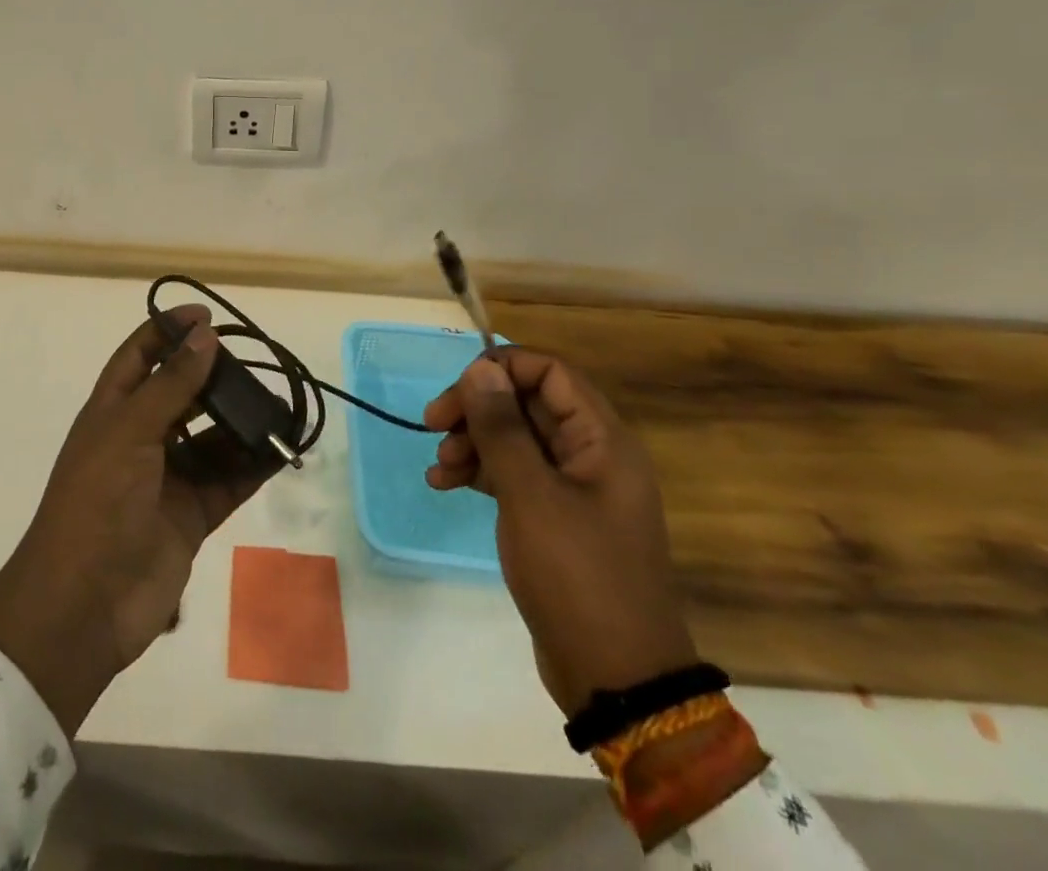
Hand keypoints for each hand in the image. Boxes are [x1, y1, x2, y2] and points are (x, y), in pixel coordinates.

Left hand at [0, 305, 272, 735]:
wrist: (83, 606)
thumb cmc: (97, 501)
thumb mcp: (130, 431)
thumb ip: (171, 384)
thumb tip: (204, 336)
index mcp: (112, 412)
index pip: (140, 356)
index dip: (168, 330)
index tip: (206, 315)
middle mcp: (140, 439)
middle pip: (181, 394)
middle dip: (214, 377)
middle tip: (254, 362)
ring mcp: (166, 479)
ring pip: (211, 439)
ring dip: (240, 422)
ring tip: (279, 404)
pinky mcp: (191, 516)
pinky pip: (228, 482)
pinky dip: (254, 466)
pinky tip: (282, 448)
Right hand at [424, 349, 696, 716]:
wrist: (615, 679)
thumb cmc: (577, 576)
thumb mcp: (530, 496)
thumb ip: (502, 428)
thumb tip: (480, 368)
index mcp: (602, 440)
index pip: (550, 372)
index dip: (502, 368)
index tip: (457, 389)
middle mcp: (591, 454)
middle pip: (527, 402)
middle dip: (477, 408)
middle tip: (433, 424)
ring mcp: (573, 487)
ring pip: (515, 437)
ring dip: (472, 440)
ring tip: (438, 465)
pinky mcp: (555, 516)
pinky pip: (513, 474)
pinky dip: (479, 472)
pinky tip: (444, 484)